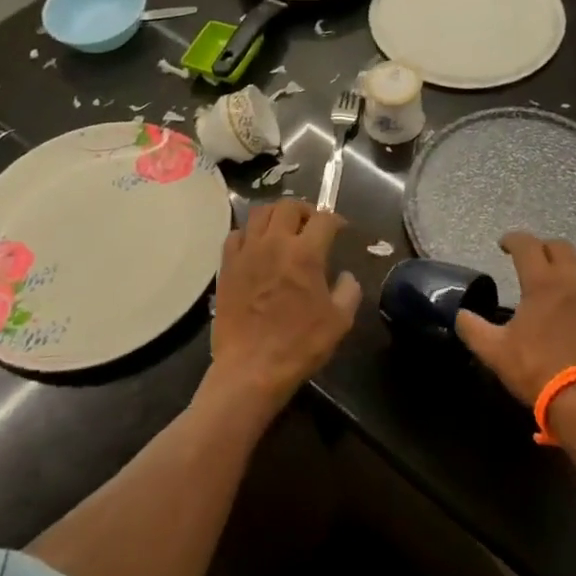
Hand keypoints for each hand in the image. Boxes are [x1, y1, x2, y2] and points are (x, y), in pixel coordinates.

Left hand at [207, 200, 359, 415]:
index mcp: (306, 253)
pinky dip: (249, 233)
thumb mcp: (339, 321)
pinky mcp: (227, 266)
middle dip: (305, 210)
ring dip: (276, 215)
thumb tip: (346, 276)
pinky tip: (255, 246)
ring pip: (260, 213)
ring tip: (283, 228)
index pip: (324, 219)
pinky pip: (236, 234)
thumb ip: (349, 291)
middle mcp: (275, 243)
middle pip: (289, 206)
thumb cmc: (299, 345)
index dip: (336, 220)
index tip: (340, 229)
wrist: (251, 369)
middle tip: (311, 224)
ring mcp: (247, 252)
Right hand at [454, 233, 575, 406]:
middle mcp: (571, 280)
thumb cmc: (539, 369)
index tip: (502, 245)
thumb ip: (473, 329)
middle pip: (559, 246)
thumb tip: (460, 315)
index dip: (513, 240)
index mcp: (543, 281)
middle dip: (541, 247)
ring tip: (551, 274)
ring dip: (564, 261)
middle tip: (527, 259)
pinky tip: (568, 301)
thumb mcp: (496, 352)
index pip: (528, 245)